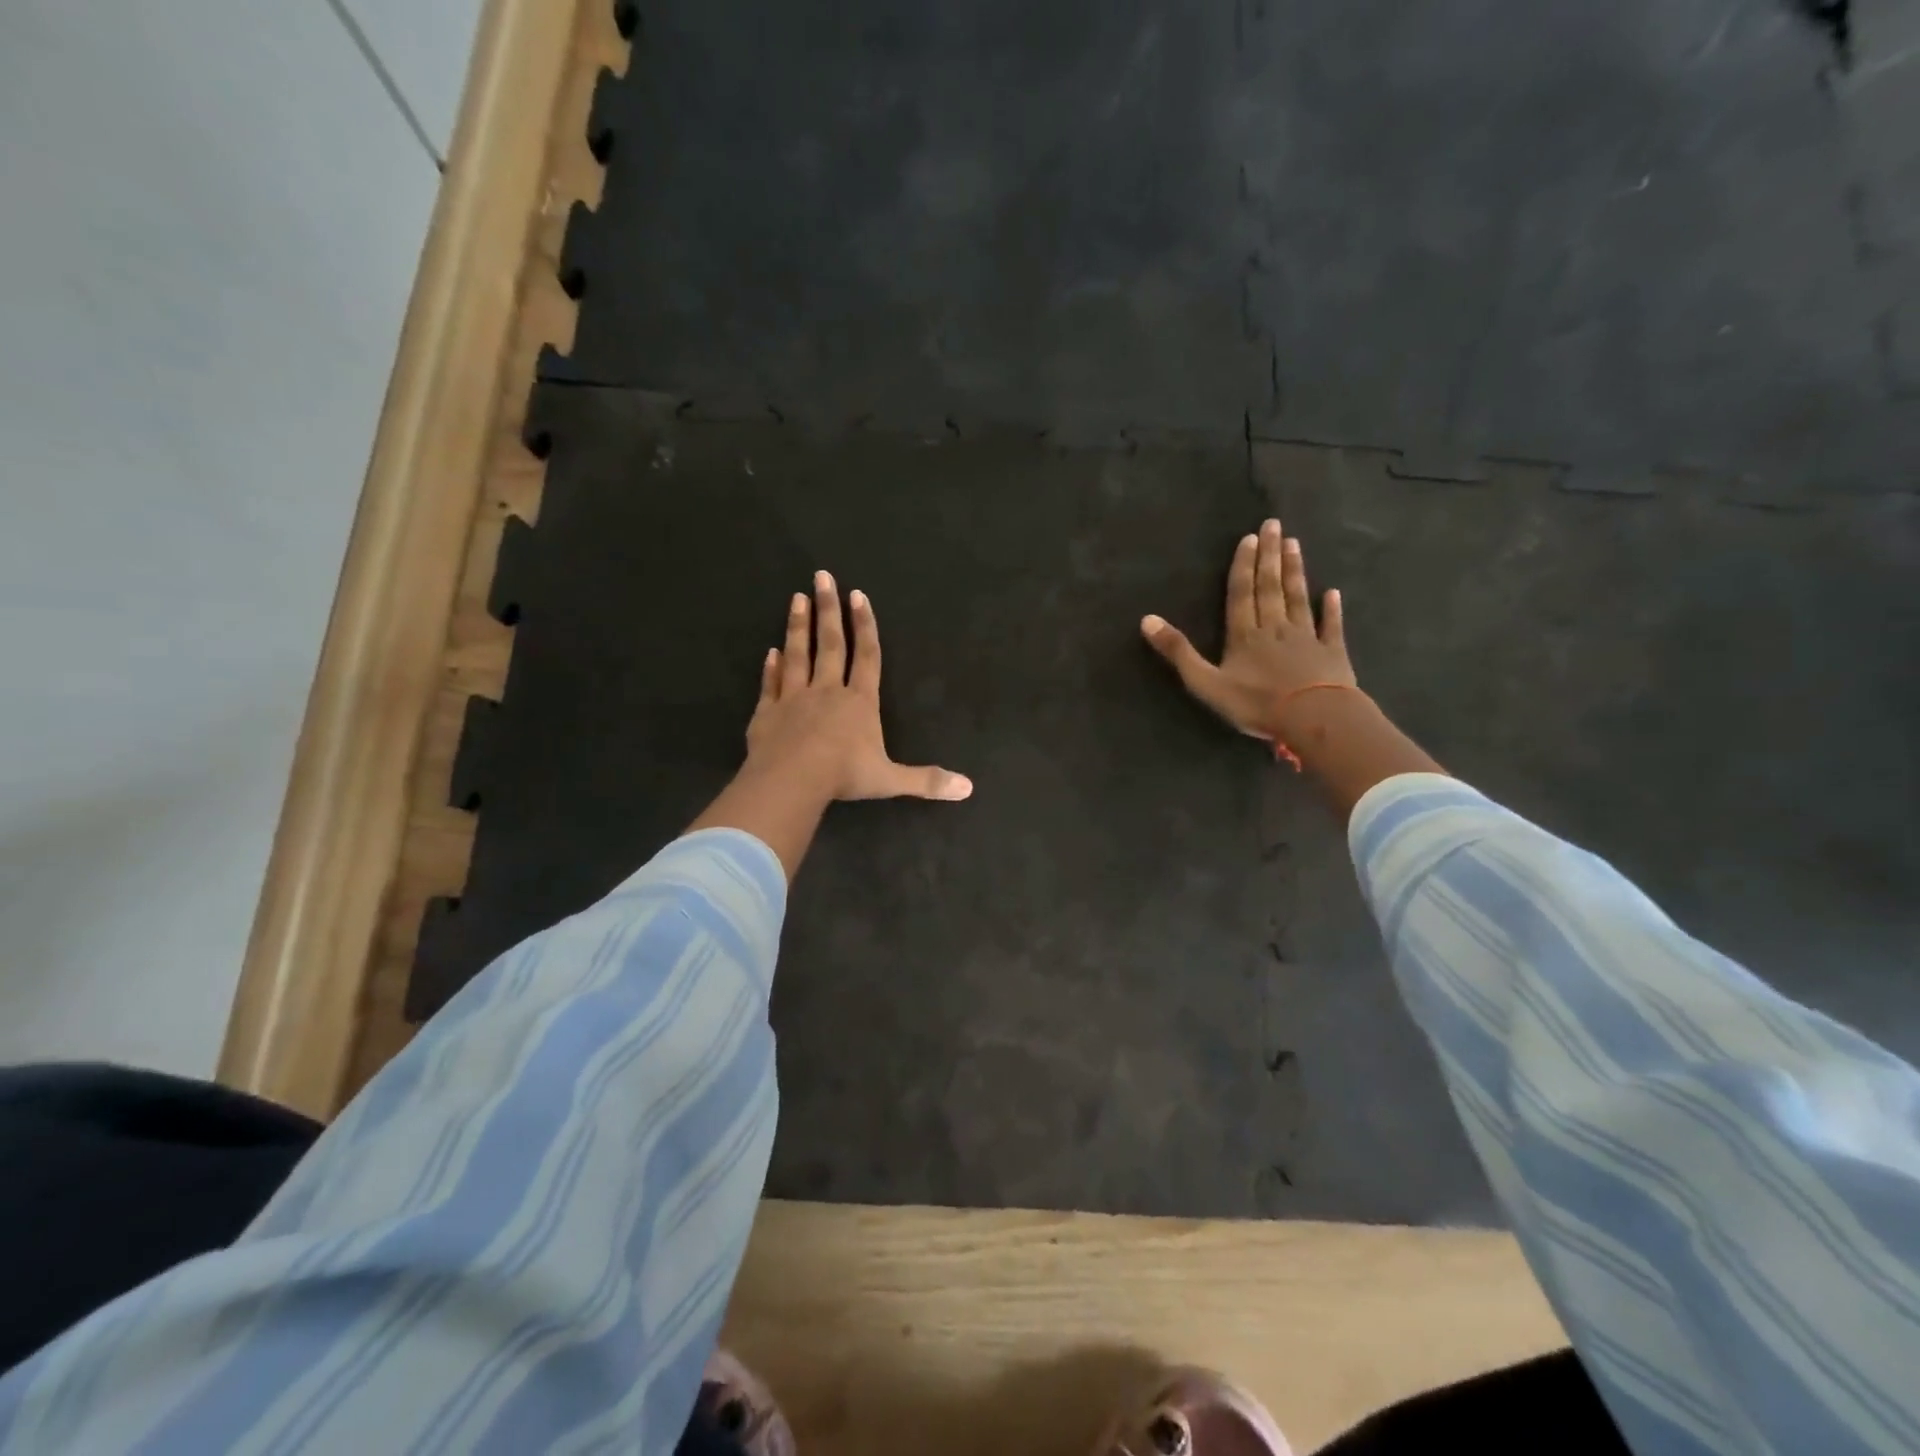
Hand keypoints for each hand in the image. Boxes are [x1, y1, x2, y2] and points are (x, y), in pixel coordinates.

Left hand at [746, 570, 971, 802]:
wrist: (790, 781)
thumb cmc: (843, 775)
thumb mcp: (890, 780)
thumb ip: (926, 781)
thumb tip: (968, 788)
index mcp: (859, 702)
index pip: (867, 656)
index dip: (865, 625)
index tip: (858, 595)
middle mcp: (827, 691)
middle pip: (830, 644)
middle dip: (828, 609)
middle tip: (821, 577)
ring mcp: (794, 698)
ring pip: (798, 655)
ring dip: (798, 626)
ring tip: (796, 598)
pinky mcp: (767, 712)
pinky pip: (770, 685)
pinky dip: (771, 668)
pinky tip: (770, 652)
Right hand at [1141, 519, 1354, 741]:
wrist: (1314, 717)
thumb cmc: (1257, 702)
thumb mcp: (1206, 682)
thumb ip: (1179, 652)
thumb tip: (1147, 620)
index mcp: (1245, 635)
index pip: (1242, 594)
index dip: (1244, 566)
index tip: (1249, 538)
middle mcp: (1275, 628)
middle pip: (1271, 588)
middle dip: (1270, 556)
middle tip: (1274, 525)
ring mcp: (1307, 638)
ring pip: (1298, 598)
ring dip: (1295, 571)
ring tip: (1295, 544)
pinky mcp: (1332, 653)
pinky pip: (1331, 626)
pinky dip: (1332, 609)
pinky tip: (1333, 593)